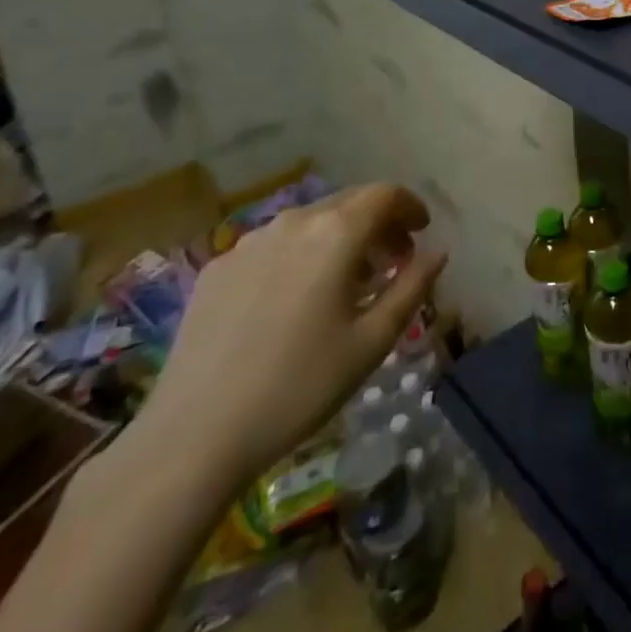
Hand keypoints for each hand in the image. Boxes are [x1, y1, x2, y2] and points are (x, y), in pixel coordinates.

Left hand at [123, 183, 444, 495]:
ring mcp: (249, 243)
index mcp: (336, 233)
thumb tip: (437, 252)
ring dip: (339, 239)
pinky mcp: (218, 269)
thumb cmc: (299, 386)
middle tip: (393, 261)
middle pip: (349, 203)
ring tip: (347, 283)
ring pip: (310, 223)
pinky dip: (301, 256)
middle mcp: (293, 222)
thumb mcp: (372, 341)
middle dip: (378, 224)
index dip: (410, 206)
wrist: (193, 436)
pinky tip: (296, 301)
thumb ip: (412, 287)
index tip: (421, 232)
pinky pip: (274, 246)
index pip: (385, 194)